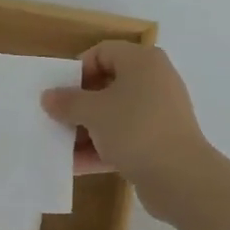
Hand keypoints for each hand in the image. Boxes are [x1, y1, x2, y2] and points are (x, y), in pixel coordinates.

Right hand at [43, 42, 212, 220]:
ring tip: (61, 145)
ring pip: (116, 114)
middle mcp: (154, 80)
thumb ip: (68, 102)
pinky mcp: (160, 140)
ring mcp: (159, 112)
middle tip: (57, 118)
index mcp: (142, 61)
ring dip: (88, 129)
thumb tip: (48, 96)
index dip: (78, 69)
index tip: (60, 92)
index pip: (103, 52)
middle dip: (80, 103)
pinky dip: (103, 147)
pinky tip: (76, 166)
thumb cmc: (135, 128)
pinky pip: (126, 137)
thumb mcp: (94, 112)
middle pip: (108, 84)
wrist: (181, 177)